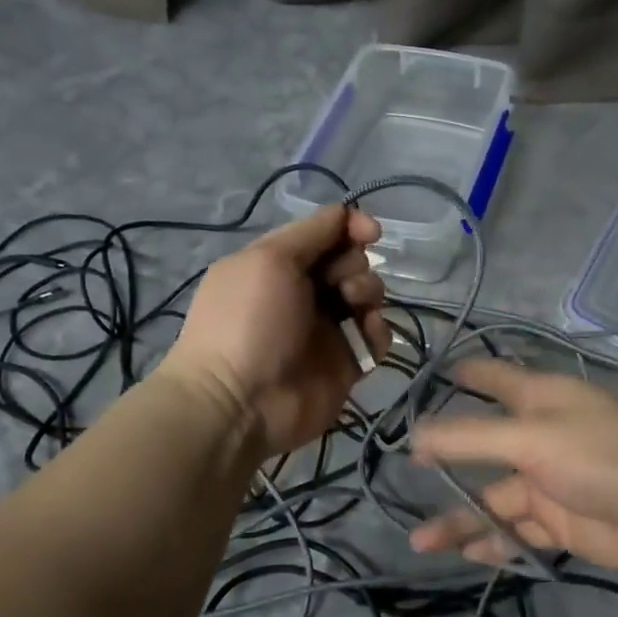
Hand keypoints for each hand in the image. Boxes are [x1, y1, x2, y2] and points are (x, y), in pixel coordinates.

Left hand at [160, 204, 390, 458]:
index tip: (370, 233)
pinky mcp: (346, 362)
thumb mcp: (270, 259)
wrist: (240, 402)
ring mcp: (326, 329)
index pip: (325, 234)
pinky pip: (376, 337)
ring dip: (369, 293)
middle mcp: (304, 292)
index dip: (351, 227)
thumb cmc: (250, 321)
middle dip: (354, 264)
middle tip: (340, 284)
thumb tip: (349, 214)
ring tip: (354, 309)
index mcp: (279, 264)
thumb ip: (312, 232)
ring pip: (367, 296)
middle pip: (351, 262)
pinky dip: (377, 331)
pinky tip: (365, 336)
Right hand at [408, 359, 617, 575]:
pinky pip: (520, 533)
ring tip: (421, 543)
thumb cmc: (601, 452)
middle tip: (407, 475)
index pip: (496, 379)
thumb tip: (415, 437)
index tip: (434, 374)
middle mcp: (540, 438)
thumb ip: (471, 438)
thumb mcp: (530, 438)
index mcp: (538, 402)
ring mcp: (551, 484)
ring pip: (496, 501)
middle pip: (485, 448)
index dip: (468, 374)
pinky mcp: (563, 524)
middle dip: (447, 461)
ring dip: (463, 520)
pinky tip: (467, 555)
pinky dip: (496, 544)